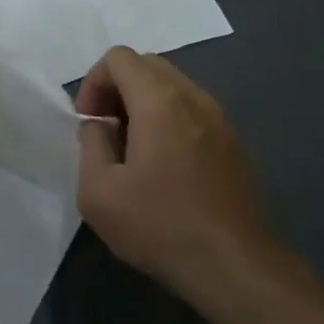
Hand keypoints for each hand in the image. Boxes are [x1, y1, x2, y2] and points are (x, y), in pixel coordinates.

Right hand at [76, 47, 266, 306]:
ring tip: (133, 150)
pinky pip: (193, 112)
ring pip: (173, 87)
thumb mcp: (98, 191)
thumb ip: (90, 144)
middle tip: (106, 131)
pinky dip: (170, 121)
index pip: (119, 57)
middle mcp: (194, 97)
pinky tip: (165, 167)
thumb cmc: (160, 225)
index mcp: (160, 100)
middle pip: (147, 65)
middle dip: (118, 89)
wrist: (234, 266)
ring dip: (144, 104)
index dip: (93, 82)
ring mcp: (220, 119)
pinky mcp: (234, 143)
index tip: (88, 122)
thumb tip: (99, 127)